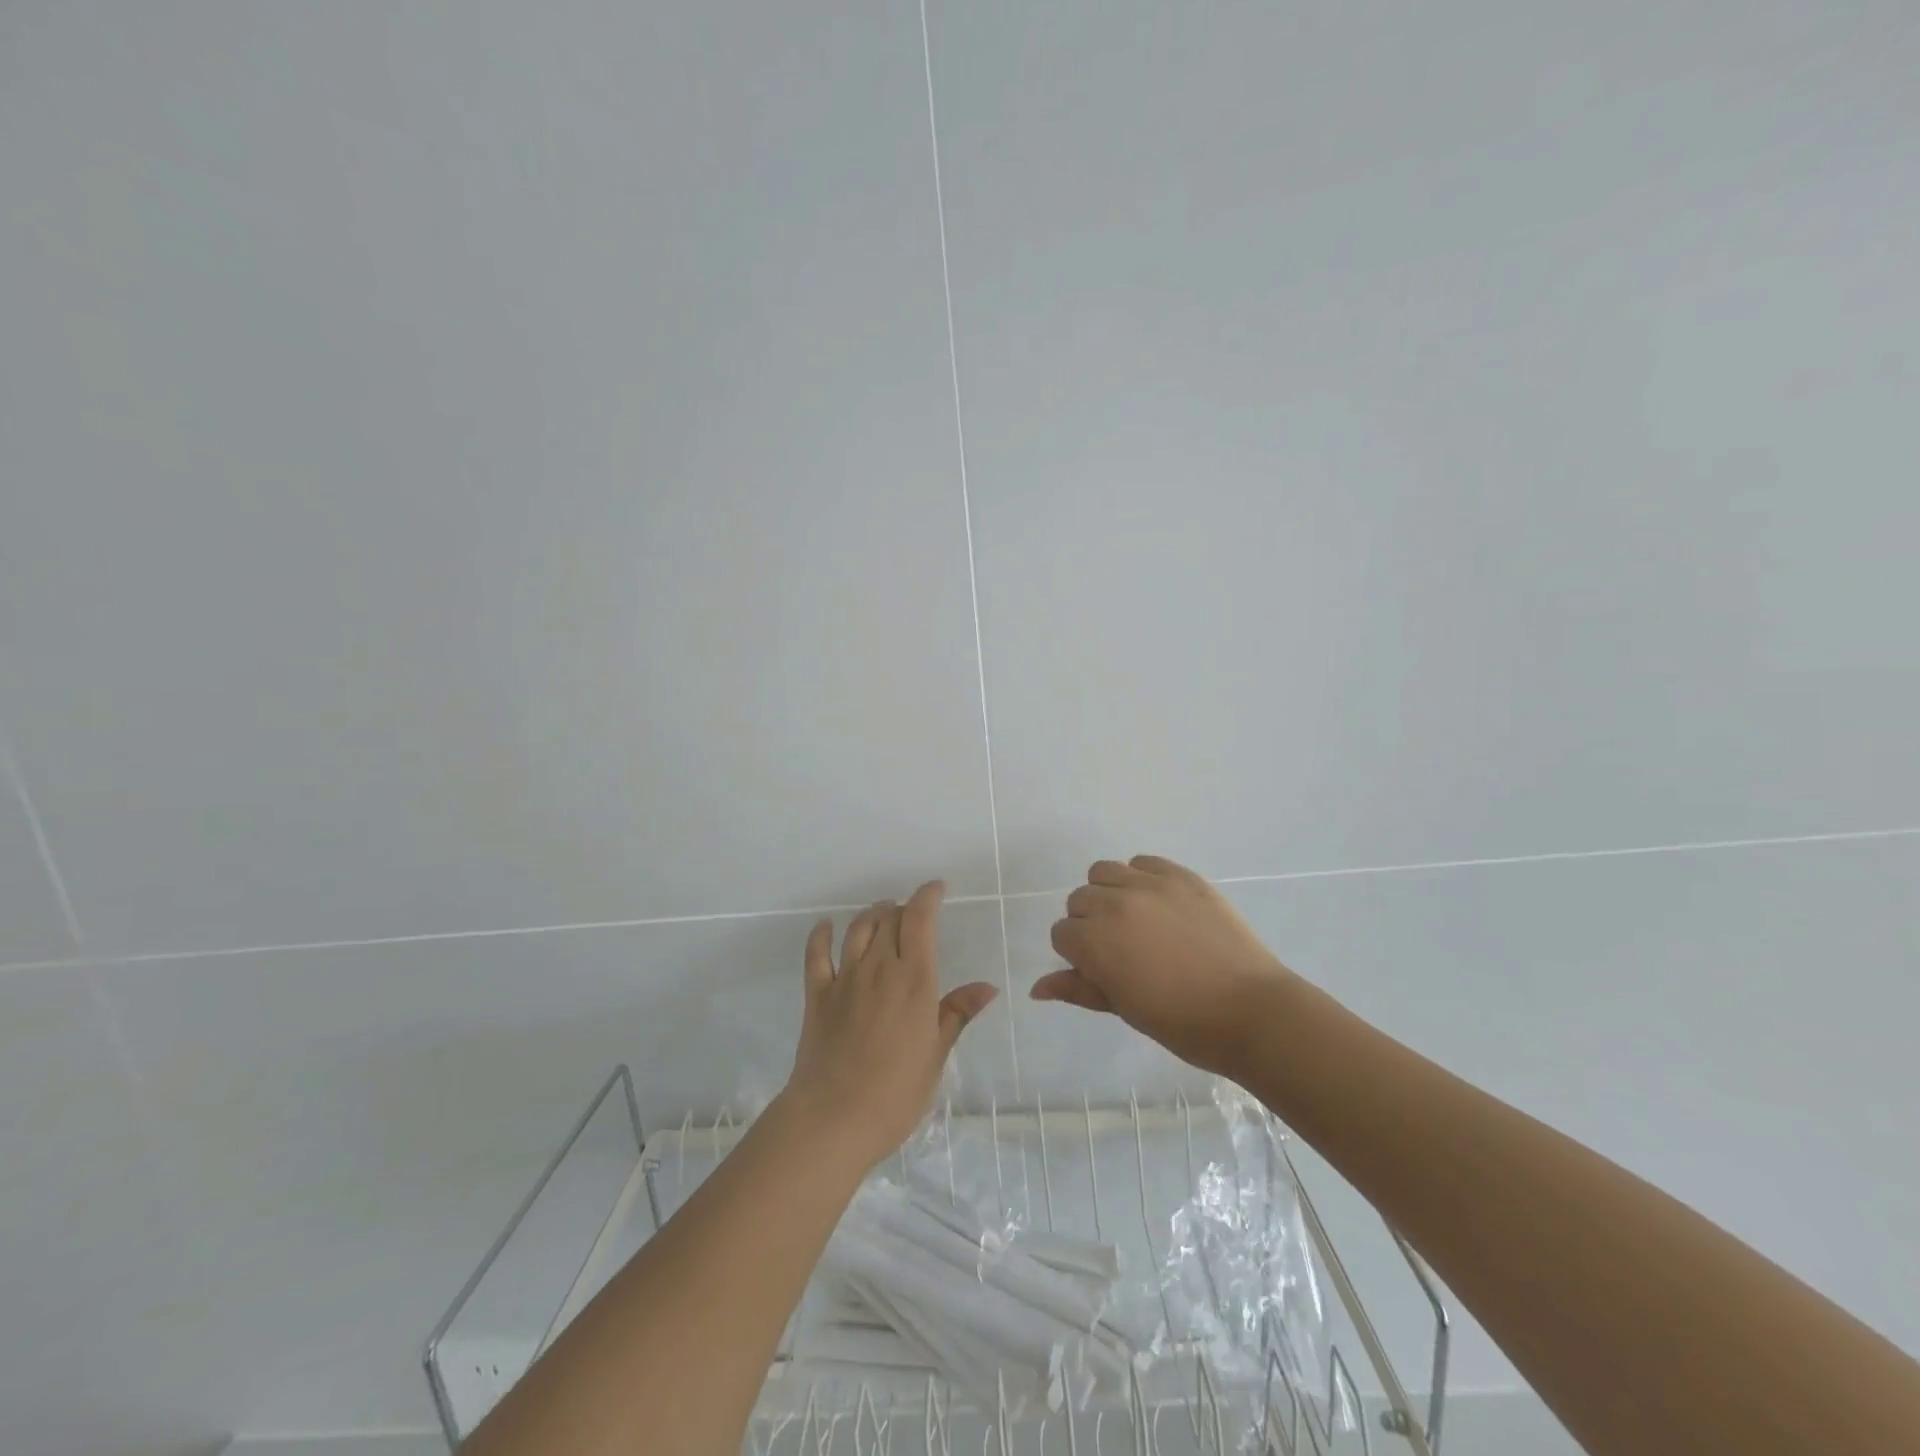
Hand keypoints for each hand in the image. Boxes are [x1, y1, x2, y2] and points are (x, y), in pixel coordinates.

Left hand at [782, 881, 998, 1169]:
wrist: (834, 1118)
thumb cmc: (896, 1093)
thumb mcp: (936, 1054)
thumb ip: (957, 1013)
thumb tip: (987, 986)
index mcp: (914, 979)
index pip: (920, 920)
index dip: (927, 897)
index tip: (936, 888)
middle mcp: (879, 968)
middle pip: (889, 919)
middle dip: (903, 909)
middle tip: (913, 916)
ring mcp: (845, 979)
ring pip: (858, 928)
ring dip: (872, 914)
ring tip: (882, 914)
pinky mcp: (818, 994)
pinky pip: (817, 954)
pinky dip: (822, 934)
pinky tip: (826, 926)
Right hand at [1033, 855, 1294, 1076]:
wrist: (1251, 1010)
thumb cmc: (1182, 1023)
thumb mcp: (1123, 1009)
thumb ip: (1078, 989)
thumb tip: (1037, 987)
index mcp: (1094, 941)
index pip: (1062, 933)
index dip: (1076, 954)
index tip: (1099, 970)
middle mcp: (1114, 903)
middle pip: (1079, 900)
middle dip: (1089, 922)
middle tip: (1118, 948)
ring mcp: (1149, 884)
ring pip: (1104, 872)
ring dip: (1108, 893)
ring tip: (1134, 919)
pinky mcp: (1181, 875)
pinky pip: (1143, 861)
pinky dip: (1141, 876)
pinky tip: (1159, 903)